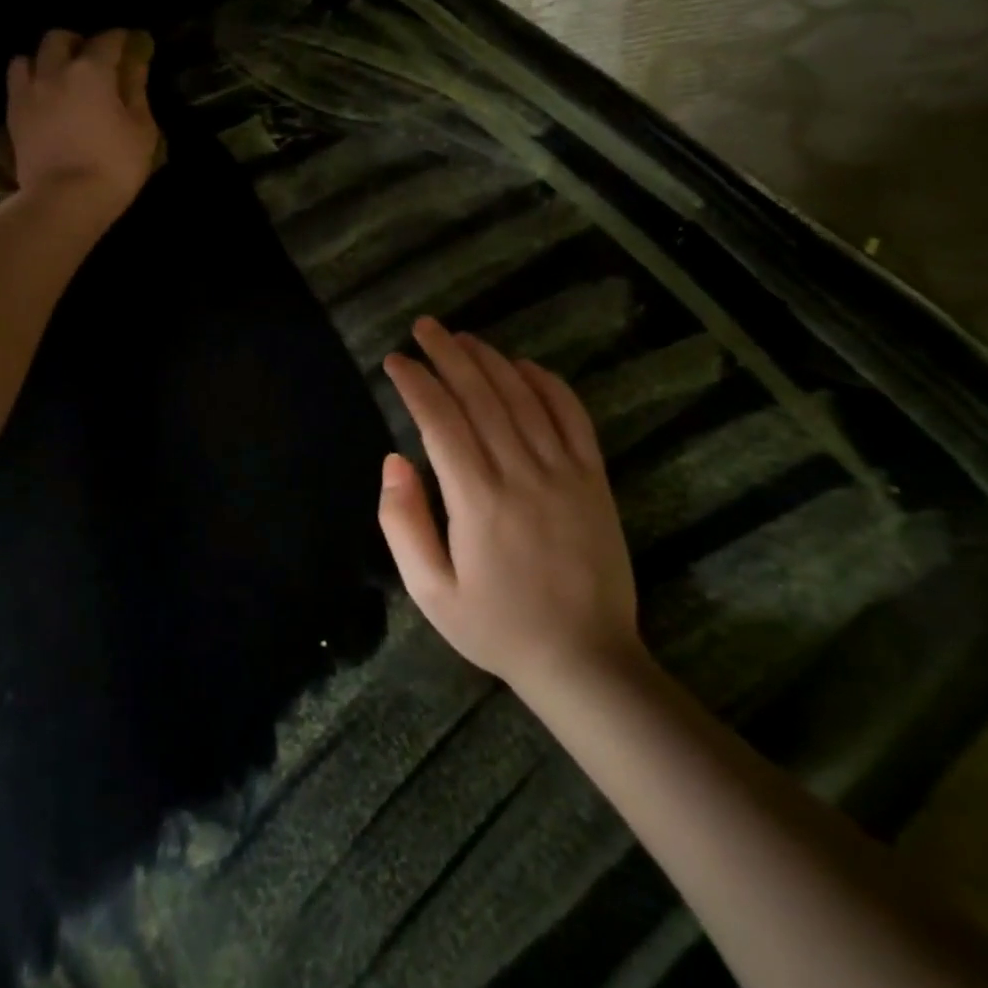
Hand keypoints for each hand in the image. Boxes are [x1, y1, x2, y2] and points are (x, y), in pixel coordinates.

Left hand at [7, 28, 160, 215]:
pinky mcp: (12, 114)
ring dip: (46, 60)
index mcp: (92, 70)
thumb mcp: (141, 129)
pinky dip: (29, 82)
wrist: (65, 200)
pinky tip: (42, 98)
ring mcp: (29, 91)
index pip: (109, 40)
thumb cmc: (114, 166)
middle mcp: (55, 70)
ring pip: (30, 56)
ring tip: (59, 78)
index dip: (122, 40)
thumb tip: (135, 62)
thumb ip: (137, 90)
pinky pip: (16, 83)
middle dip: (78, 43)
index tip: (131, 47)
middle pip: (61, 38)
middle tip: (92, 62)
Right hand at [379, 318, 641, 691]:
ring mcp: (564, 472)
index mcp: (476, 499)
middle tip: (424, 328)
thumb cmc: (496, 626)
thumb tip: (393, 460)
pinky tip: (524, 365)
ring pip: (523, 398)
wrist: (585, 660)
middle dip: (448, 355)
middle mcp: (521, 473)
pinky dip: (548, 384)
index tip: (395, 361)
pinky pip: (572, 417)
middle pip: (481, 396)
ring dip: (490, 361)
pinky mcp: (594, 479)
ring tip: (463, 337)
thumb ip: (402, 523)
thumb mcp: (430, 591)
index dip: (416, 383)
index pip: (440, 420)